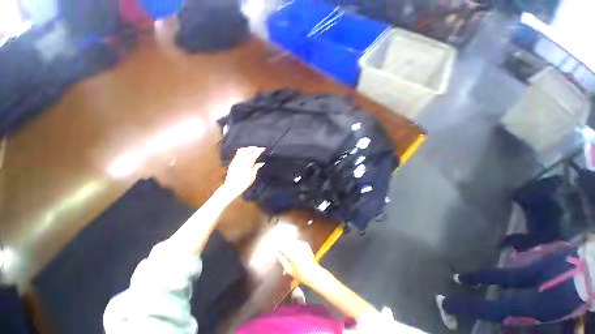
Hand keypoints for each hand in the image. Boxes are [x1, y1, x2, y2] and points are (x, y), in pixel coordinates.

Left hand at [222, 147, 264, 197]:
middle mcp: (241, 160)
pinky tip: (245, 154)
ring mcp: (235, 160)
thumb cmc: (244, 183)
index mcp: (247, 163)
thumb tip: (261, 163)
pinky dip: (243, 151)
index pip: (254, 153)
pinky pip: (237, 154)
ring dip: (248, 148)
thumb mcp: (252, 176)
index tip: (263, 148)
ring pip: (241, 150)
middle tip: (258, 149)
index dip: (259, 150)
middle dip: (253, 148)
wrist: (231, 187)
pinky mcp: (232, 162)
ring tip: (252, 150)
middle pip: (247, 149)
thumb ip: (256, 167)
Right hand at [274, 240, 321, 284]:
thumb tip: (275, 251)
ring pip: (291, 242)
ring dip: (289, 245)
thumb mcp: (288, 268)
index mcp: (291, 253)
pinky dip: (295, 245)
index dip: (277, 246)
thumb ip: (280, 258)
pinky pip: (297, 242)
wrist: (313, 272)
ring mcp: (301, 244)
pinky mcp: (305, 243)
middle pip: (286, 242)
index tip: (274, 248)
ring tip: (289, 255)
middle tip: (281, 252)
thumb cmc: (300, 273)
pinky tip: (295, 252)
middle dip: (283, 246)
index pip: (280, 245)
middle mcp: (296, 246)